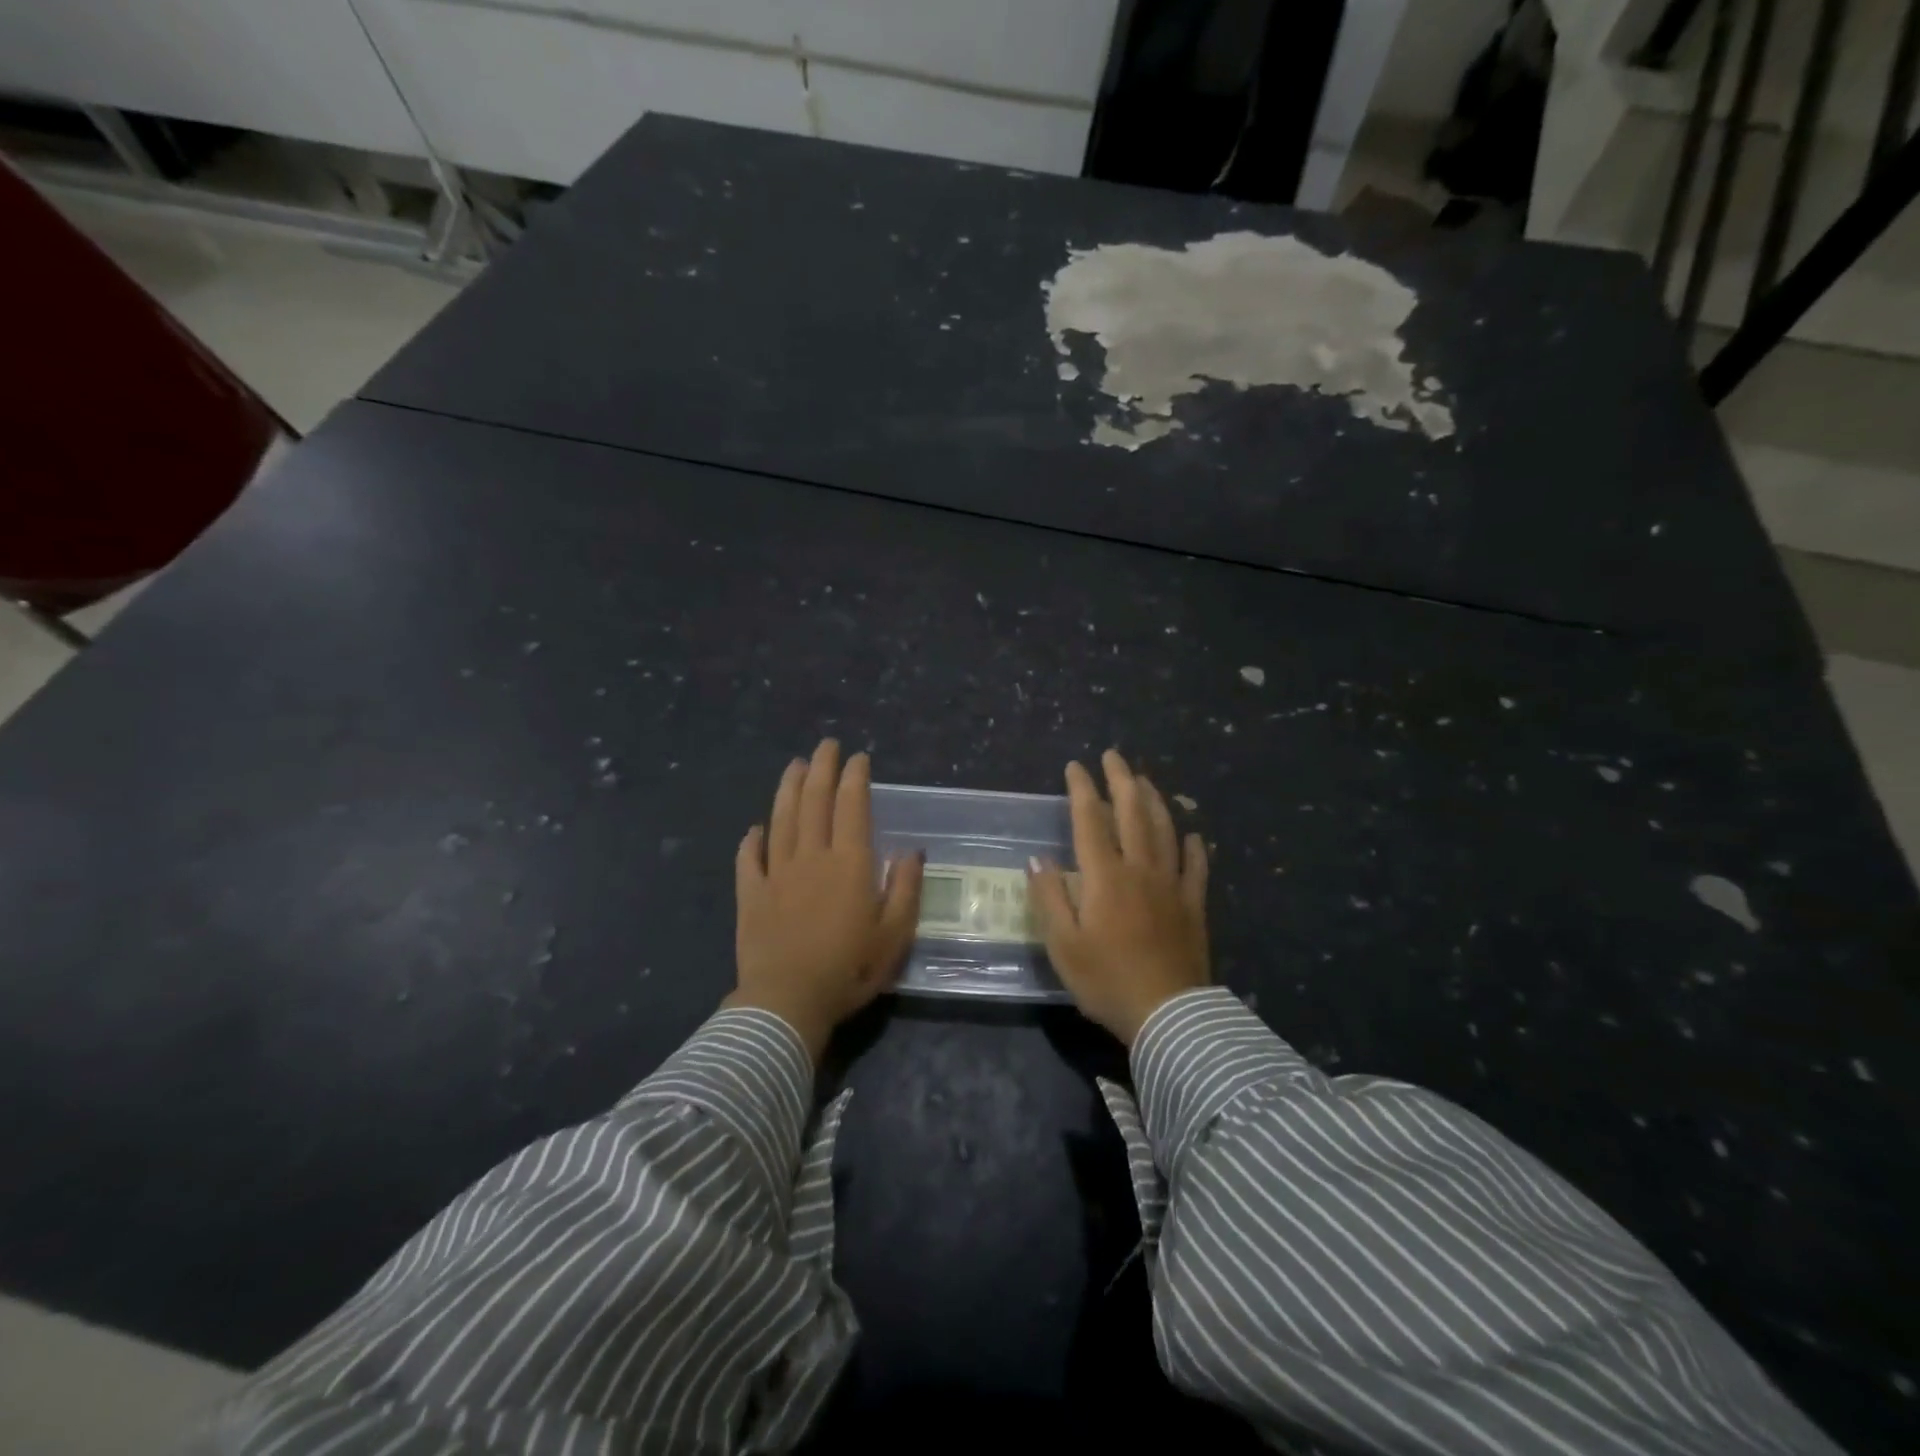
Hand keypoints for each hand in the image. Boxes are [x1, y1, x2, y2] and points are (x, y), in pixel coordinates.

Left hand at [727, 739, 922, 1061]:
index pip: (852, 807)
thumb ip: (905, 890)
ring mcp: (776, 873)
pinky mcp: (751, 894)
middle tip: (826, 745)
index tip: (858, 757)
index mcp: (849, 864)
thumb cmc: (849, 970)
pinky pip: (749, 859)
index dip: (855, 778)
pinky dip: (752, 840)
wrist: (787, 1003)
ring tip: (794, 765)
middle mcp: (811, 857)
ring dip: (788, 789)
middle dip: (821, 769)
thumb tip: (910, 852)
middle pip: (814, 801)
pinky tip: (755, 828)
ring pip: (782, 819)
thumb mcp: (894, 936)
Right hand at [1029, 749, 1208, 1045]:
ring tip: (1146, 780)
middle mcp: (1140, 869)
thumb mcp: (1063, 945)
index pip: (1090, 820)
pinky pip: (1196, 866)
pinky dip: (1194, 846)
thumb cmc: (1107, 980)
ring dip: (1155, 800)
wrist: (1169, 1016)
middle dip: (1122, 780)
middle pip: (1132, 813)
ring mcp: (1172, 885)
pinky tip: (1193, 834)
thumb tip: (1037, 859)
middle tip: (1114, 756)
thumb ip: (1049, 898)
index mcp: (1105, 876)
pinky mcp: (1194, 905)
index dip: (1082, 790)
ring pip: (1165, 830)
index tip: (1076, 766)